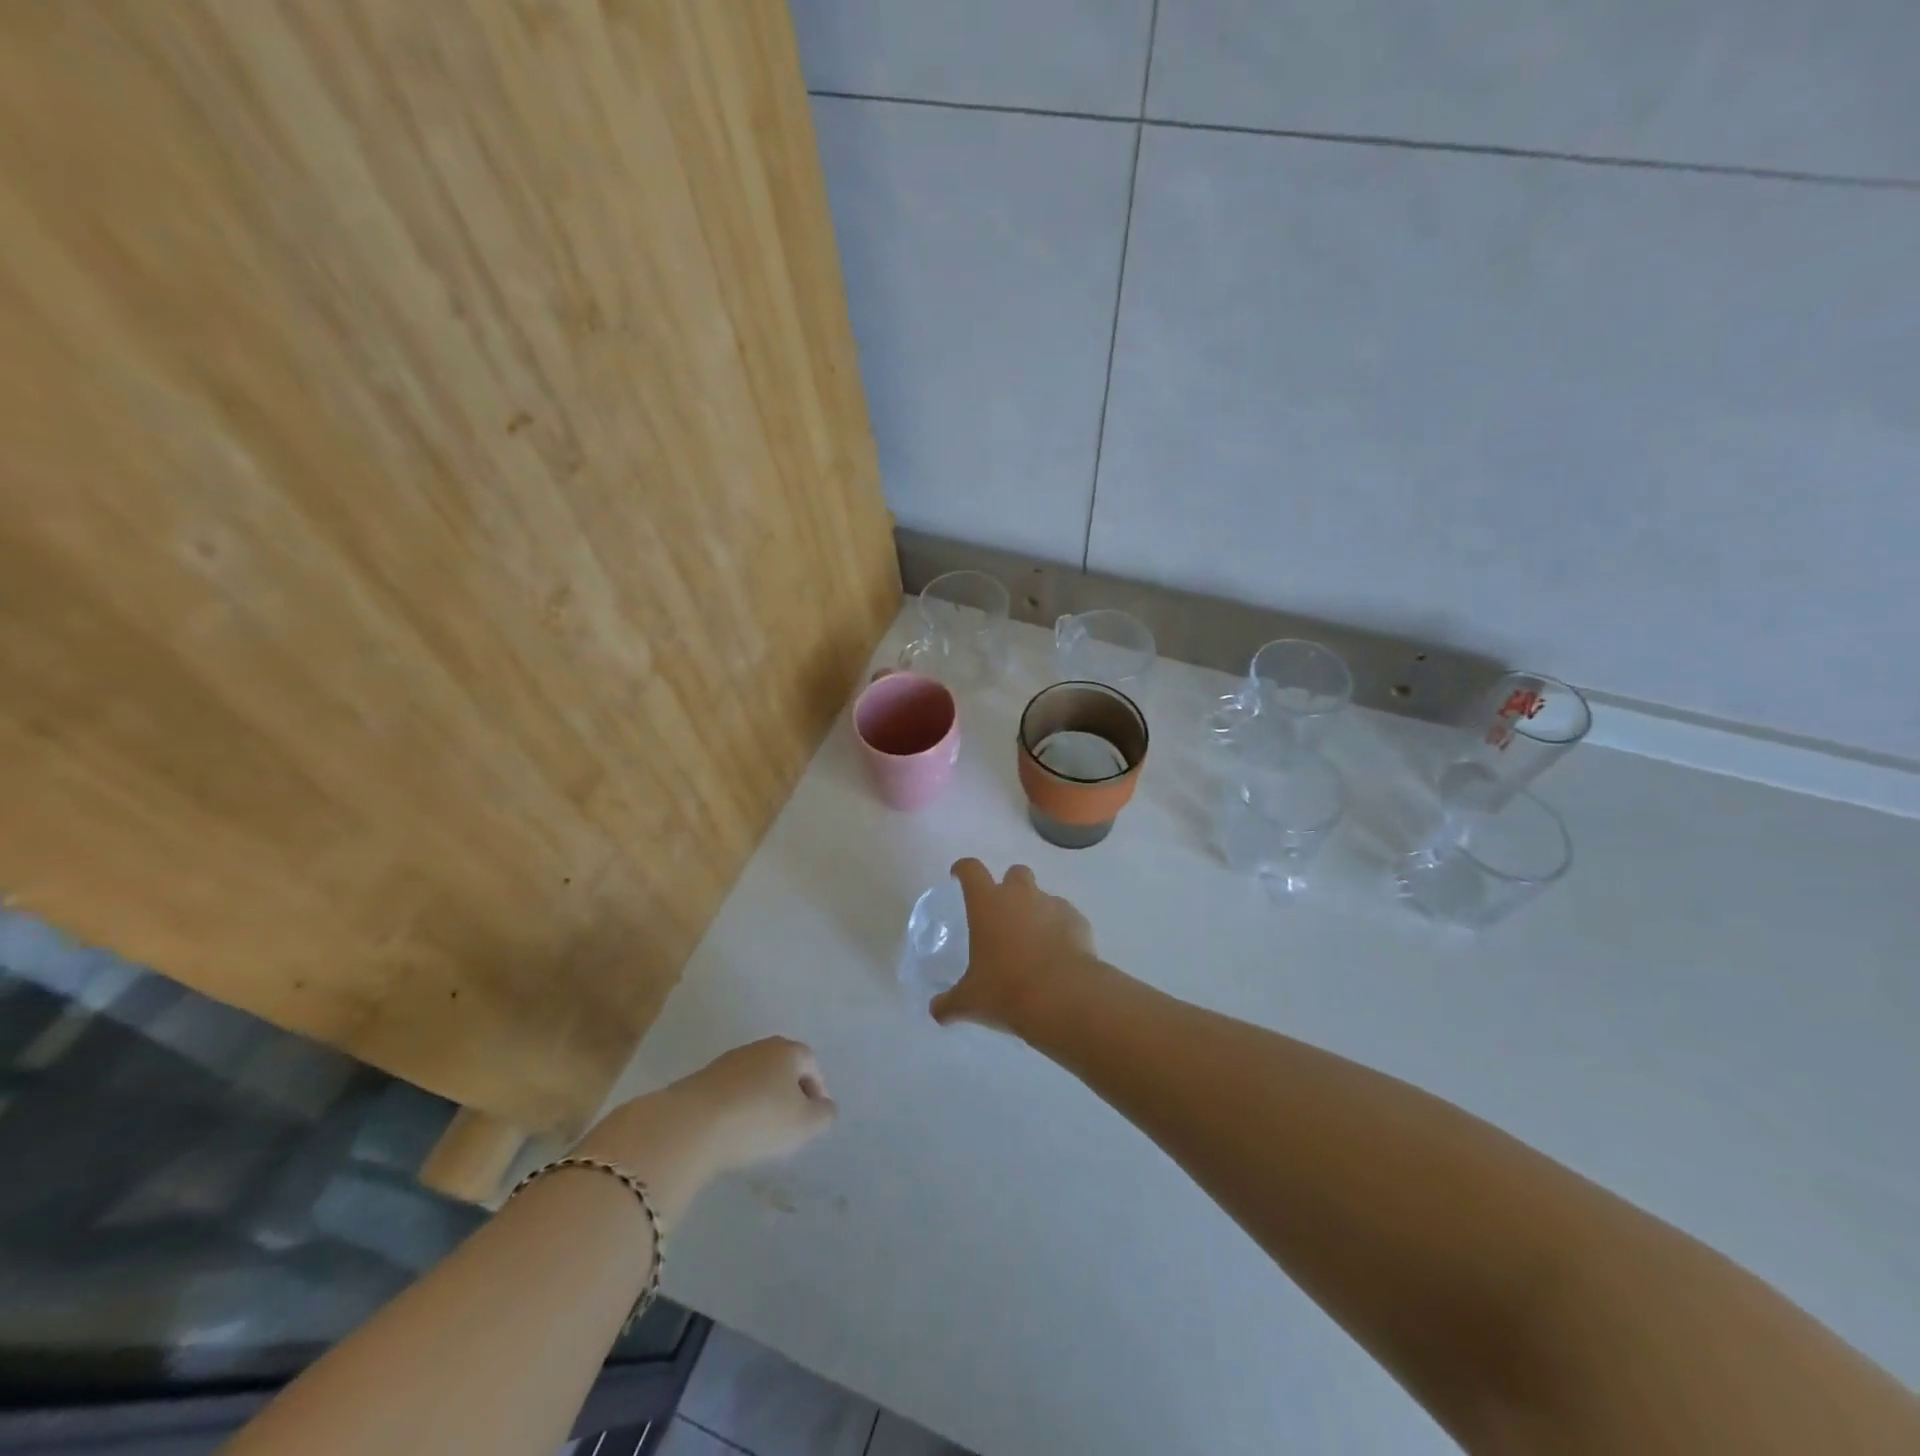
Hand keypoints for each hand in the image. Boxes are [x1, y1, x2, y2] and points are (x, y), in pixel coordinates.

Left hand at [665, 1037, 837, 1171]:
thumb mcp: (804, 1124)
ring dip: (762, 1098)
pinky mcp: (703, 1078)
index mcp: (788, 1050)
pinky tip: (733, 1129)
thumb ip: (823, 1115)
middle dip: (789, 1092)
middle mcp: (760, 1047)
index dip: (816, 1089)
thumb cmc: (758, 1119)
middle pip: (783, 1067)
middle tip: (789, 1122)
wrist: (691, 1124)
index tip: (812, 1117)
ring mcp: (728, 1060)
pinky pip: (732, 1090)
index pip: (811, 1064)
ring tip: (759, 1130)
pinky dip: (738, 1105)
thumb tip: (825, 1106)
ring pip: (756, 1078)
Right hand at [931, 859, 1103, 1036]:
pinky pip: (1066, 918)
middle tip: (1004, 915)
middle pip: (1015, 873)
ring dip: (1036, 912)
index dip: (963, 870)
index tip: (958, 877)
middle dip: (1009, 887)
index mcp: (988, 904)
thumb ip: (950, 1003)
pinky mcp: (1079, 921)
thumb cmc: (1007, 991)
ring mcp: (1053, 905)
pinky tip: (1058, 957)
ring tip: (1034, 945)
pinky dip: (1061, 930)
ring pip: (1043, 897)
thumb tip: (936, 1011)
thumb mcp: (971, 1001)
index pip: (971, 870)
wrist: (1065, 997)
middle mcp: (1021, 896)